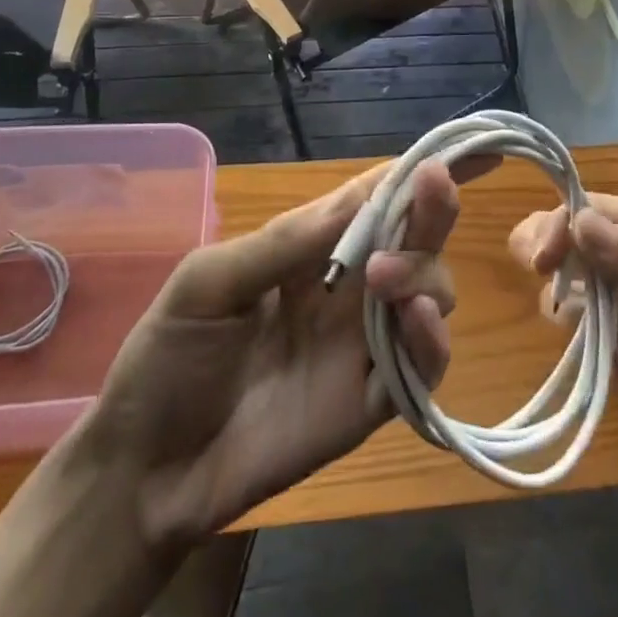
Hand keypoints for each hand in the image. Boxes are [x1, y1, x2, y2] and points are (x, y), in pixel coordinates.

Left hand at [68, 160, 458, 549]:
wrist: (146, 468)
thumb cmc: (170, 356)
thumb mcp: (211, 282)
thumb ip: (284, 243)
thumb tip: (360, 198)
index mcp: (311, 246)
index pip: (375, 196)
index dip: (418, 170)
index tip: (471, 148)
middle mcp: (349, 286)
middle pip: (414, 238)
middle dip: (433, 209)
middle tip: (438, 188)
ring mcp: (364, 343)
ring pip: (431, 292)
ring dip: (425, 272)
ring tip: (384, 278)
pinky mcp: (371, 401)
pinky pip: (422, 367)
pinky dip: (432, 340)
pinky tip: (416, 321)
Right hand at [510, 194, 617, 479]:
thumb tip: (575, 220)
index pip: (589, 211)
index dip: (557, 227)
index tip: (538, 261)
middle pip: (572, 248)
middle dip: (551, 262)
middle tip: (543, 285)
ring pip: (575, 295)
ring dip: (574, 313)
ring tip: (600, 338)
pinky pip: (594, 344)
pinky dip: (600, 355)